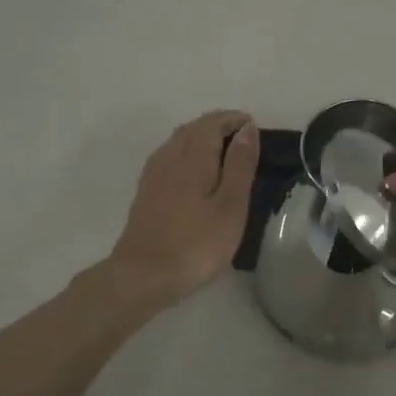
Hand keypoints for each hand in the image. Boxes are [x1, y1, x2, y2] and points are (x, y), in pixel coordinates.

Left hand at [105, 110, 258, 311]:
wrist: (143, 275)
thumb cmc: (196, 244)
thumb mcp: (230, 206)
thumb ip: (240, 166)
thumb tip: (247, 129)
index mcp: (193, 159)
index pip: (212, 124)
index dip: (232, 119)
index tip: (252, 124)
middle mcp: (169, 159)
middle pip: (192, 129)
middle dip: (216, 125)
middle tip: (241, 136)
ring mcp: (153, 176)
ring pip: (177, 142)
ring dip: (199, 137)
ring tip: (221, 149)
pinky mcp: (145, 194)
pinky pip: (167, 158)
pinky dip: (185, 153)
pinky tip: (191, 171)